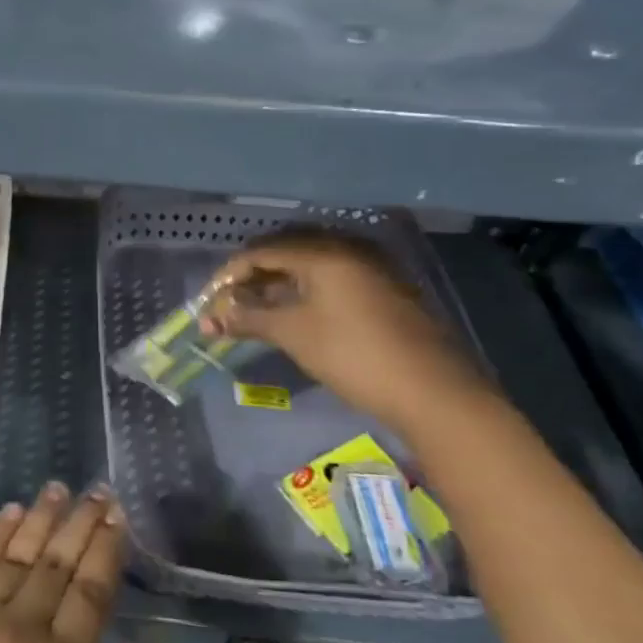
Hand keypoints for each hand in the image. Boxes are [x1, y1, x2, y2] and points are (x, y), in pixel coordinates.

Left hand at [0, 484, 140, 642]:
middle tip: (98, 489)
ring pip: (19, 553)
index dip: (106, 549)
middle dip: (81, 521)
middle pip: (58, 562)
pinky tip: (11, 513)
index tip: (117, 516)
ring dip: (41, 516)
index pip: (91, 590)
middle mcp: (23, 626)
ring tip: (59, 487)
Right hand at [201, 228, 497, 435]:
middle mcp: (348, 250)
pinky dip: (303, 293)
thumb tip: (209, 317)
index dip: (229, 275)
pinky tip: (291, 316)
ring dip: (276, 286)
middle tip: (229, 305)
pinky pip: (330, 280)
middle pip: (285, 252)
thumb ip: (249, 318)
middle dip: (251, 278)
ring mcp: (370, 269)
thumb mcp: (294, 334)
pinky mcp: (383, 291)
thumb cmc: (354, 355)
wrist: (434, 392)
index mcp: (324, 252)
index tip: (209, 301)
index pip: (261, 251)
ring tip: (254, 313)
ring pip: (309, 267)